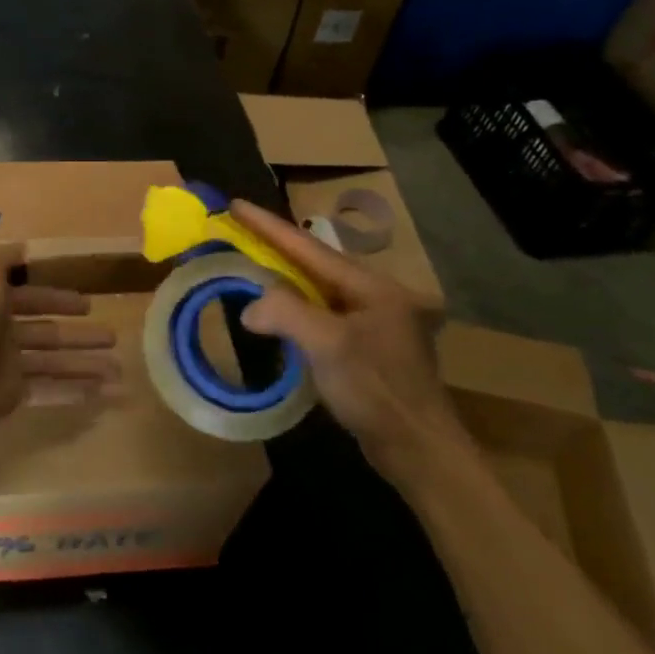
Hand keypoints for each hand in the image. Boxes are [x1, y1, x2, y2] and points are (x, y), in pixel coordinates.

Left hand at [0, 245, 121, 435]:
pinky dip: (75, 392)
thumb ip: (3, 259)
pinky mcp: (12, 396)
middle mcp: (1, 334)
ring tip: (120, 370)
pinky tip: (103, 393)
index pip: (32, 299)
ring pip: (54, 364)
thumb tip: (23, 246)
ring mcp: (7, 367)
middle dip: (80, 336)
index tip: (88, 305)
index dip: (58, 300)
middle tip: (113, 337)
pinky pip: (49, 392)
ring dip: (86, 365)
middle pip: (48, 334)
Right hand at [230, 201, 468, 486]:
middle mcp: (374, 296)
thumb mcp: (328, 345)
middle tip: (239, 229)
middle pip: (315, 264)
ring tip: (251, 261)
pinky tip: (278, 310)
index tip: (236, 204)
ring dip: (284, 276)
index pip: (309, 248)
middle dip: (276, 246)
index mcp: (370, 286)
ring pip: (318, 289)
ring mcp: (372, 322)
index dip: (269, 226)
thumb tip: (251, 307)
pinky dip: (295, 306)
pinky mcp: (366, 348)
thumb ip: (286, 313)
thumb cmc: (376, 389)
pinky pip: (322, 314)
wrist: (418, 449)